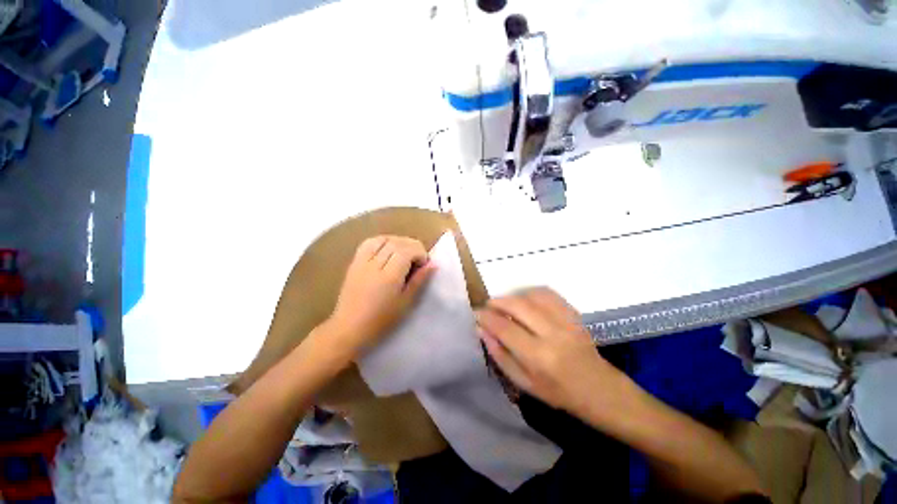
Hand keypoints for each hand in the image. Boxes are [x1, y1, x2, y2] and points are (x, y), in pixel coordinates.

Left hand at [327, 235, 435, 354]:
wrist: (349, 327)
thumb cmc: (381, 320)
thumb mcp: (405, 302)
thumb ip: (419, 280)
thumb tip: (433, 264)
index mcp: (389, 277)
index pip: (407, 251)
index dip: (420, 253)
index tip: (424, 264)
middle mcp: (375, 265)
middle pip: (396, 243)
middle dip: (412, 246)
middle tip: (418, 259)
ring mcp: (362, 262)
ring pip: (383, 239)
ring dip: (398, 241)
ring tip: (404, 252)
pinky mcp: (354, 262)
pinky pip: (369, 243)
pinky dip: (382, 241)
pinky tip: (388, 249)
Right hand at [476, 287, 625, 413]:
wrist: (597, 388)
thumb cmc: (557, 391)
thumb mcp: (523, 382)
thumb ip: (500, 354)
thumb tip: (481, 329)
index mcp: (538, 357)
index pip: (504, 328)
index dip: (487, 318)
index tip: (476, 313)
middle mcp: (552, 334)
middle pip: (518, 305)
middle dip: (498, 302)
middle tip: (489, 306)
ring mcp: (565, 321)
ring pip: (532, 295)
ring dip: (513, 296)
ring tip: (505, 304)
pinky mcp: (573, 314)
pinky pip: (548, 293)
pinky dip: (531, 292)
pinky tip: (525, 300)